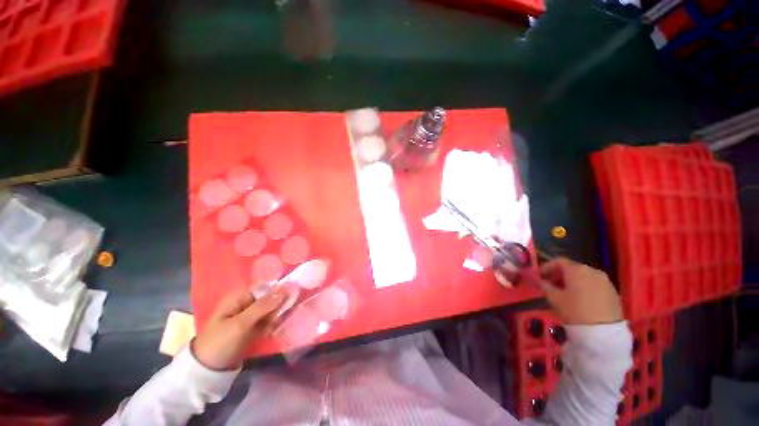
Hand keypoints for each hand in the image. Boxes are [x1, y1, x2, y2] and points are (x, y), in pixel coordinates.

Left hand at [192, 289, 285, 370]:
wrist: (208, 370)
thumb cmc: (221, 342)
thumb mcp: (241, 323)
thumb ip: (264, 306)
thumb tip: (287, 287)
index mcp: (240, 296)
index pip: (266, 285)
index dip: (280, 287)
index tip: (294, 291)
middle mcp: (247, 302)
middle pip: (271, 296)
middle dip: (280, 302)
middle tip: (285, 312)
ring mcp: (251, 315)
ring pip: (272, 308)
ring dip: (278, 314)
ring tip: (276, 323)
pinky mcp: (254, 326)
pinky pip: (270, 319)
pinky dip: (274, 322)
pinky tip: (275, 328)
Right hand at [537, 257, 622, 324]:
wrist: (604, 333)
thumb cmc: (574, 311)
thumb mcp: (553, 298)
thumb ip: (544, 285)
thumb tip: (540, 280)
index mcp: (576, 269)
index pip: (558, 261)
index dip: (546, 267)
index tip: (539, 276)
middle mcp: (592, 270)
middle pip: (572, 268)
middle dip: (559, 275)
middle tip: (550, 285)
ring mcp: (605, 281)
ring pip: (584, 276)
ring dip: (572, 281)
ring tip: (565, 293)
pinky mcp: (613, 292)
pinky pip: (594, 285)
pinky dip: (584, 288)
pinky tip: (580, 299)